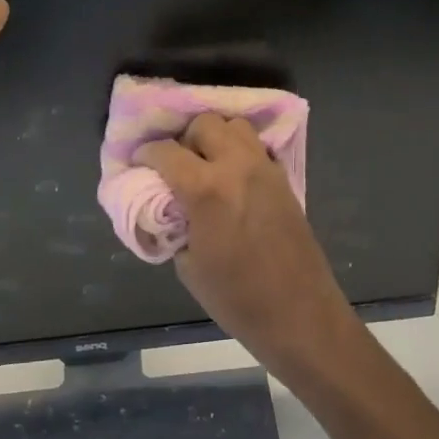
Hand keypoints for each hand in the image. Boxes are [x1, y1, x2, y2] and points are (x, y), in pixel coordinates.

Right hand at [137, 115, 369, 384]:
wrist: (299, 314)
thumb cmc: (237, 299)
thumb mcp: (189, 266)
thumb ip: (174, 225)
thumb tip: (168, 208)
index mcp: (206, 189)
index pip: (166, 151)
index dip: (146, 154)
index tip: (139, 163)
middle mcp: (237, 165)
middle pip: (204, 124)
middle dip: (184, 138)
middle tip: (176, 164)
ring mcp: (265, 168)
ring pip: (235, 126)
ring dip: (216, 137)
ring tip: (206, 164)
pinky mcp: (284, 178)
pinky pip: (257, 146)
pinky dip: (240, 150)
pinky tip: (233, 176)